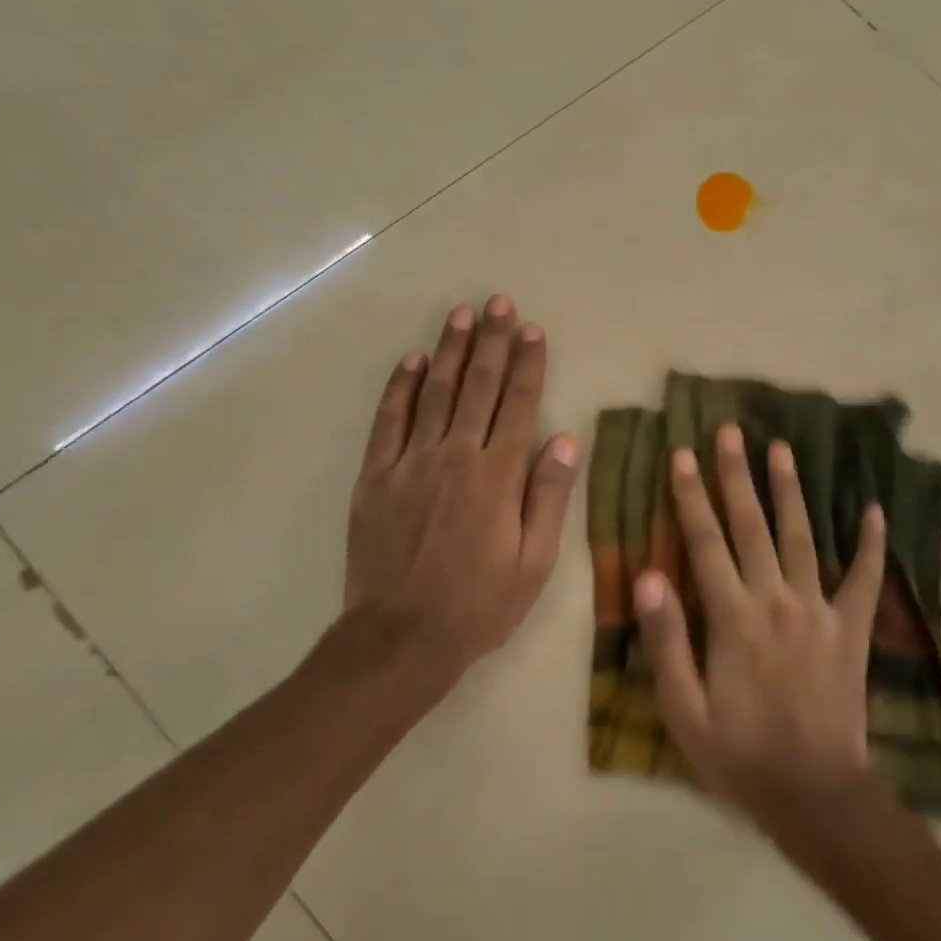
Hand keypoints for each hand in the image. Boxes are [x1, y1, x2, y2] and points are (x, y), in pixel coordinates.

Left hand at [343, 295, 579, 680]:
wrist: (400, 638)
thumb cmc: (479, 604)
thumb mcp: (534, 562)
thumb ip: (549, 496)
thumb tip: (565, 439)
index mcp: (498, 476)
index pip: (519, 405)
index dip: (528, 364)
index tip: (532, 330)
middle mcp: (456, 456)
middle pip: (479, 387)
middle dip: (492, 342)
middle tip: (499, 303)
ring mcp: (410, 462)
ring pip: (435, 392)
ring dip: (451, 350)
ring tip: (462, 314)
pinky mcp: (375, 477)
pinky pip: (389, 420)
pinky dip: (401, 386)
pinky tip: (413, 360)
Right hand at [633, 424, 887, 830]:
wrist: (815, 794)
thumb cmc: (740, 755)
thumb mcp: (684, 711)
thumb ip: (666, 641)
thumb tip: (649, 577)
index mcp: (732, 617)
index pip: (705, 542)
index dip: (691, 495)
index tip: (682, 454)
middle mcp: (775, 599)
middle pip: (752, 525)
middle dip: (737, 474)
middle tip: (730, 431)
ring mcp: (819, 610)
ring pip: (802, 537)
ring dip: (790, 490)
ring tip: (782, 448)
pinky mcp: (852, 628)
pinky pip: (866, 579)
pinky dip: (872, 544)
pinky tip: (874, 509)